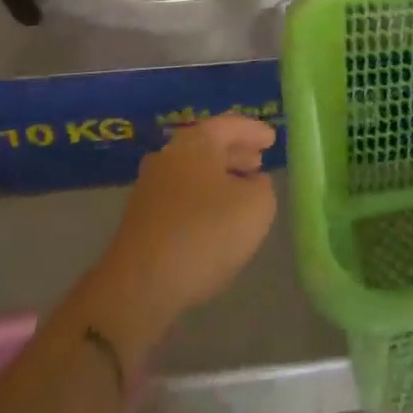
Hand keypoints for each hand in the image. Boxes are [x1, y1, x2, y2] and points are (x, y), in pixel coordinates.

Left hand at [90, 113, 277, 346]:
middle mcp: (168, 157)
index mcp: (195, 142)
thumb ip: (263, 188)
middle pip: (207, 146)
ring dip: (219, 178)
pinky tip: (217, 220)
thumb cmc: (205, 233)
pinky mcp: (142, 220)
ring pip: (193, 173)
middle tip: (259, 162)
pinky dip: (203, 199)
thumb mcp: (256, 207)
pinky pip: (181, 197)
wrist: (140, 287)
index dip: (253, 131)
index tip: (272, 139)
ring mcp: (150, 189)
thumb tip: (254, 183)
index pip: (229, 125)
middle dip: (235, 153)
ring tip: (243, 191)